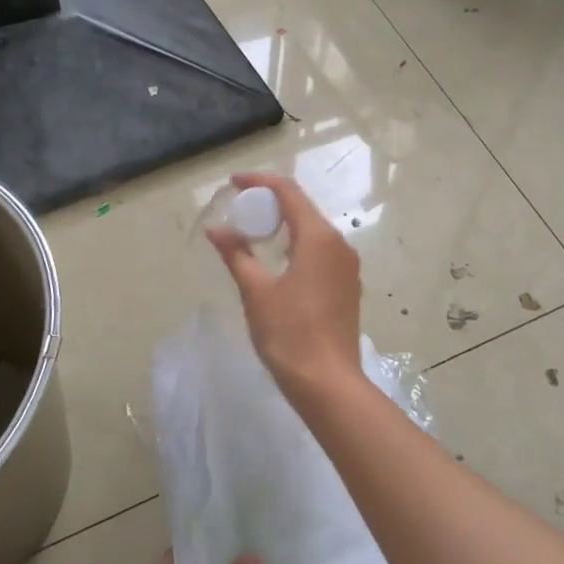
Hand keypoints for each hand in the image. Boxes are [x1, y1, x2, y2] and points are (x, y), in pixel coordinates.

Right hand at [207, 173, 364, 402]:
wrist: (328, 382)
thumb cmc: (289, 333)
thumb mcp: (256, 291)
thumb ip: (236, 254)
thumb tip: (216, 230)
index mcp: (318, 237)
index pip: (288, 192)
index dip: (260, 182)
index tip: (233, 183)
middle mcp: (339, 244)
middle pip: (303, 208)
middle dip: (270, 203)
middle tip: (240, 210)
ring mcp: (347, 265)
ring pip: (313, 229)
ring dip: (284, 224)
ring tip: (253, 233)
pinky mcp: (347, 284)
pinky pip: (320, 250)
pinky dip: (296, 243)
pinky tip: (277, 259)